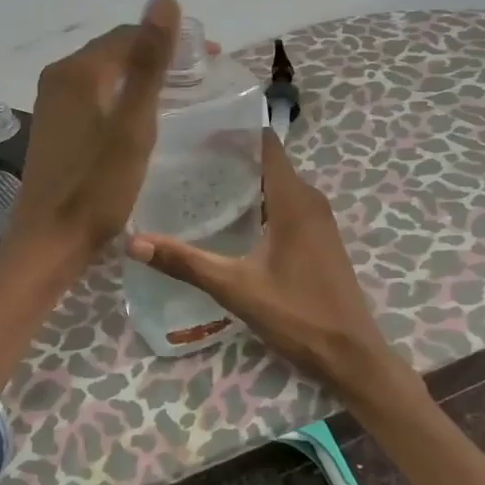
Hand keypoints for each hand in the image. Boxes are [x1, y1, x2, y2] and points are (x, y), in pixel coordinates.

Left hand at [0, 0, 179, 387]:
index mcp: (78, 70)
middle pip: (116, 51)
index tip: (211, 60)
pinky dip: (122, 96)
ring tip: (179, 93)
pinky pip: (94, 95)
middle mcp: (59, 77)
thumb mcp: (134, 123)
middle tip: (200, 77)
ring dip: (141, 77)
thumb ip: (150, 61)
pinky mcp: (54, 125)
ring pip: (106, 74)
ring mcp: (52, 102)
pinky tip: (141, 116)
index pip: (130, 35)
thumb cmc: (98, 186)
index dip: (173, 41)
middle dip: (158, 57)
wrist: (51, 240)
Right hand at [125, 129, 424, 420]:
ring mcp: (319, 219)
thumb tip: (134, 243)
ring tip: (200, 182)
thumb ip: (186, 262)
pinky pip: (287, 204)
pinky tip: (232, 218)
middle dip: (231, 156)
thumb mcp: (235, 288)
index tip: (196, 130)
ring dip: (245, 181)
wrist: (350, 354)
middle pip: (268, 161)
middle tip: (185, 158)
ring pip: (278, 184)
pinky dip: (260, 201)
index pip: (265, 143)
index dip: (233, 132)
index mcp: (293, 199)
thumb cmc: (296, 315)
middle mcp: (310, 200)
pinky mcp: (320, 238)